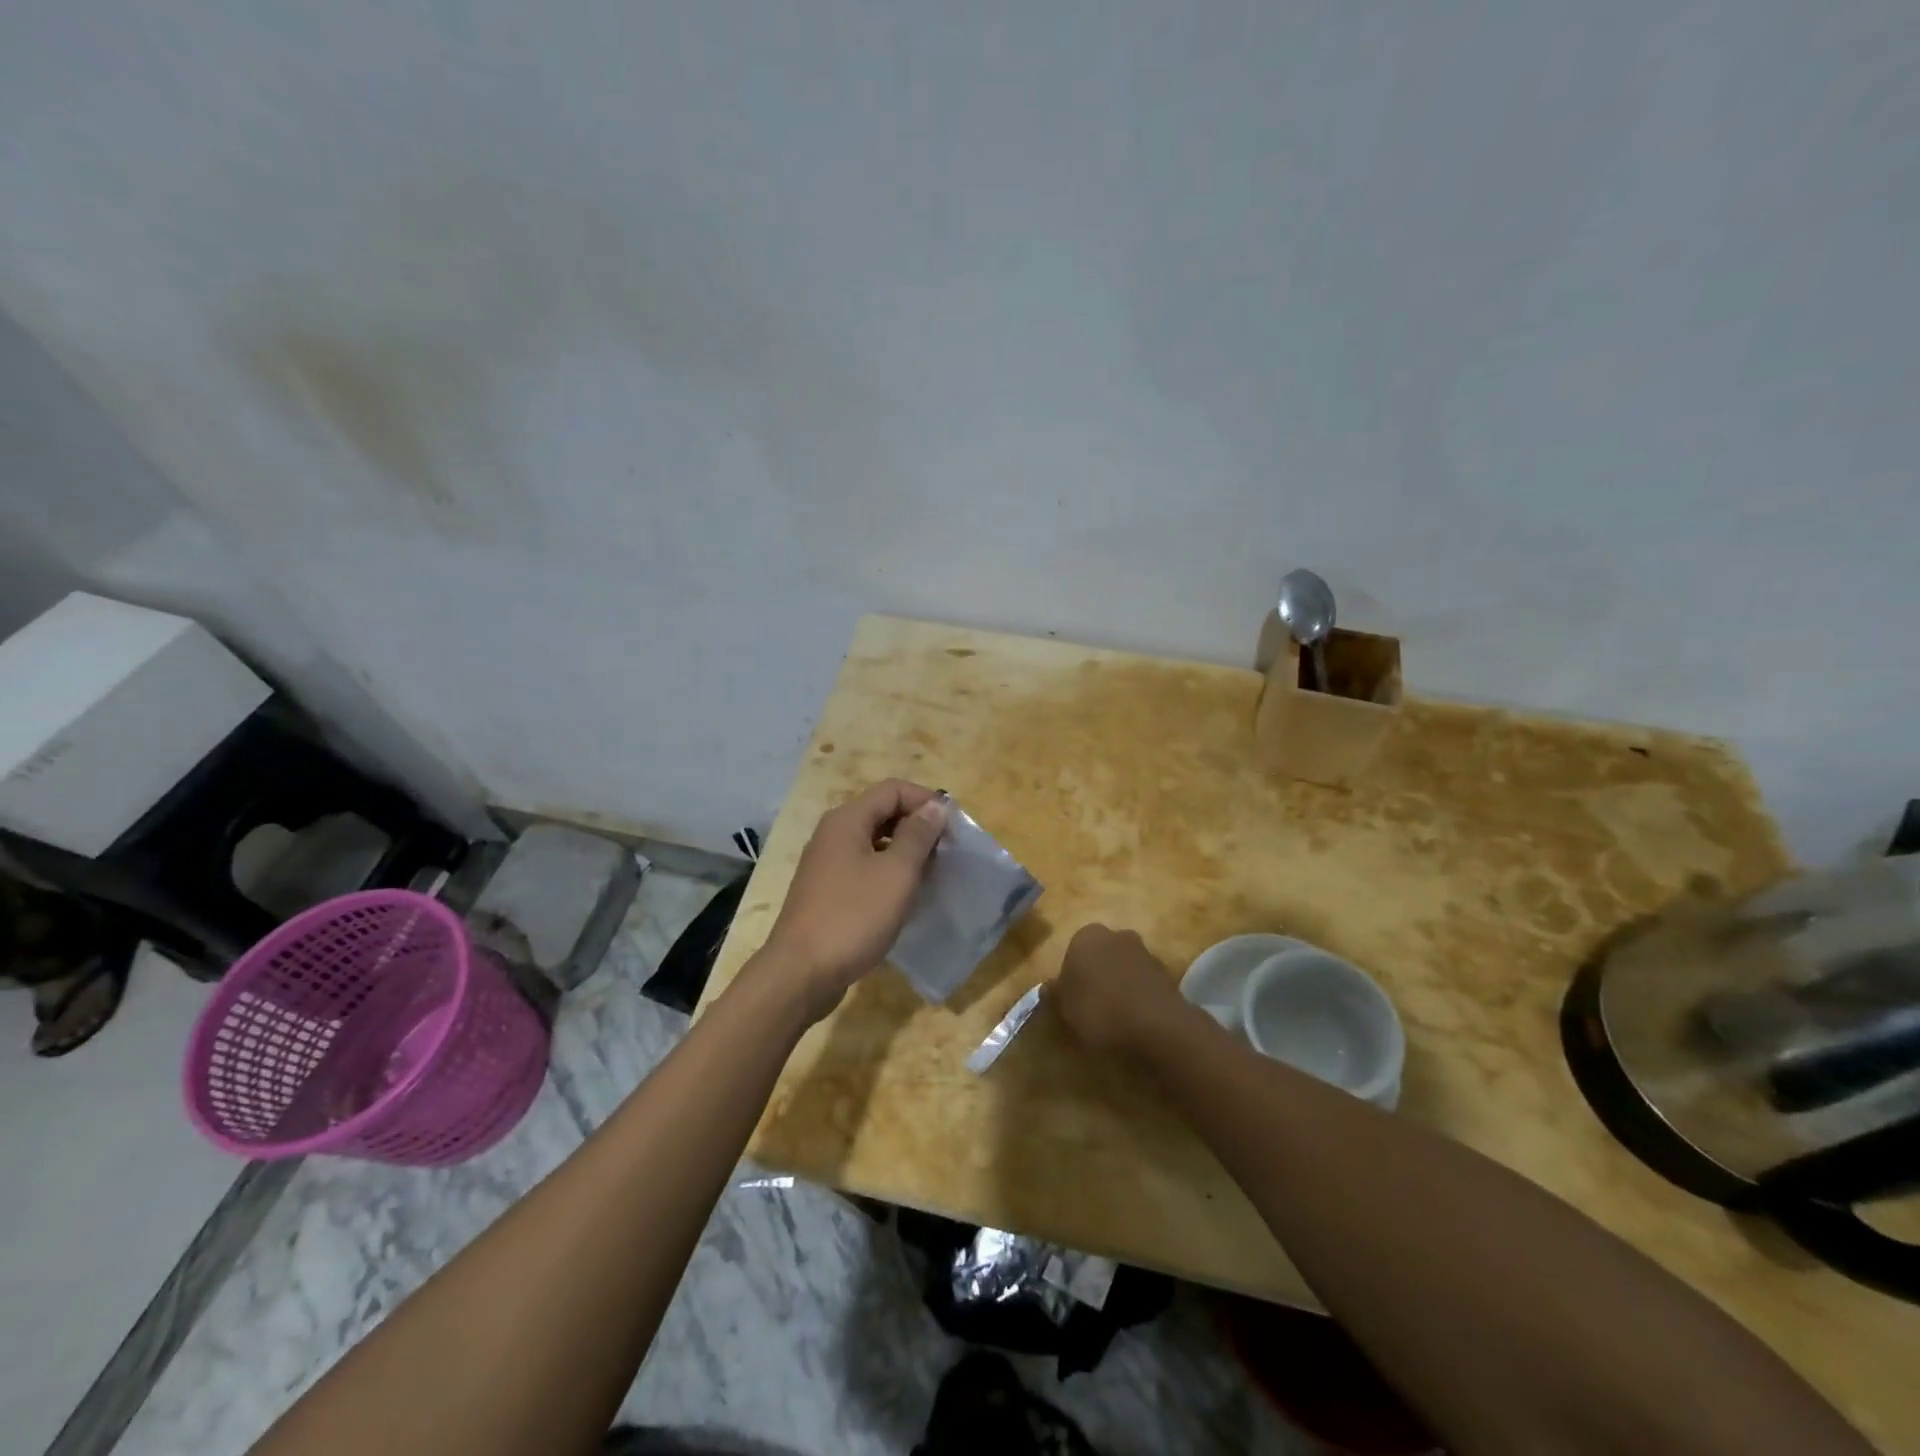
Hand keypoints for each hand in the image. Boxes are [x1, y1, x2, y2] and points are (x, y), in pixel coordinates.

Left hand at [755, 779, 947, 1019]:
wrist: (801, 973)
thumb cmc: (853, 917)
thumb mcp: (896, 874)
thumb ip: (918, 836)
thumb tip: (935, 806)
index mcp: (847, 820)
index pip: (893, 789)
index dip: (926, 800)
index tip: (953, 827)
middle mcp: (833, 833)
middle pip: (881, 811)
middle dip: (917, 825)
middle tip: (946, 851)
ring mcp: (826, 862)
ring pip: (873, 840)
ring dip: (904, 849)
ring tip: (930, 873)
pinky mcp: (826, 889)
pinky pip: (863, 865)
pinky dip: (887, 870)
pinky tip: (904, 894)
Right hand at [1052, 923, 1192, 1059]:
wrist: (1156, 1024)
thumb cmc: (1099, 1010)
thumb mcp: (1065, 1008)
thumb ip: (1055, 994)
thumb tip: (1048, 986)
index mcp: (1085, 936)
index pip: (1072, 952)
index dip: (1071, 978)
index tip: (1071, 1001)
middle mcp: (1115, 934)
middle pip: (1099, 955)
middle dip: (1096, 974)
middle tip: (1092, 1006)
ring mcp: (1144, 951)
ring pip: (1122, 966)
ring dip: (1119, 983)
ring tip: (1115, 1016)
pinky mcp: (1165, 971)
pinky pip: (1142, 982)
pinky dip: (1137, 994)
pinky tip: (1135, 1018)